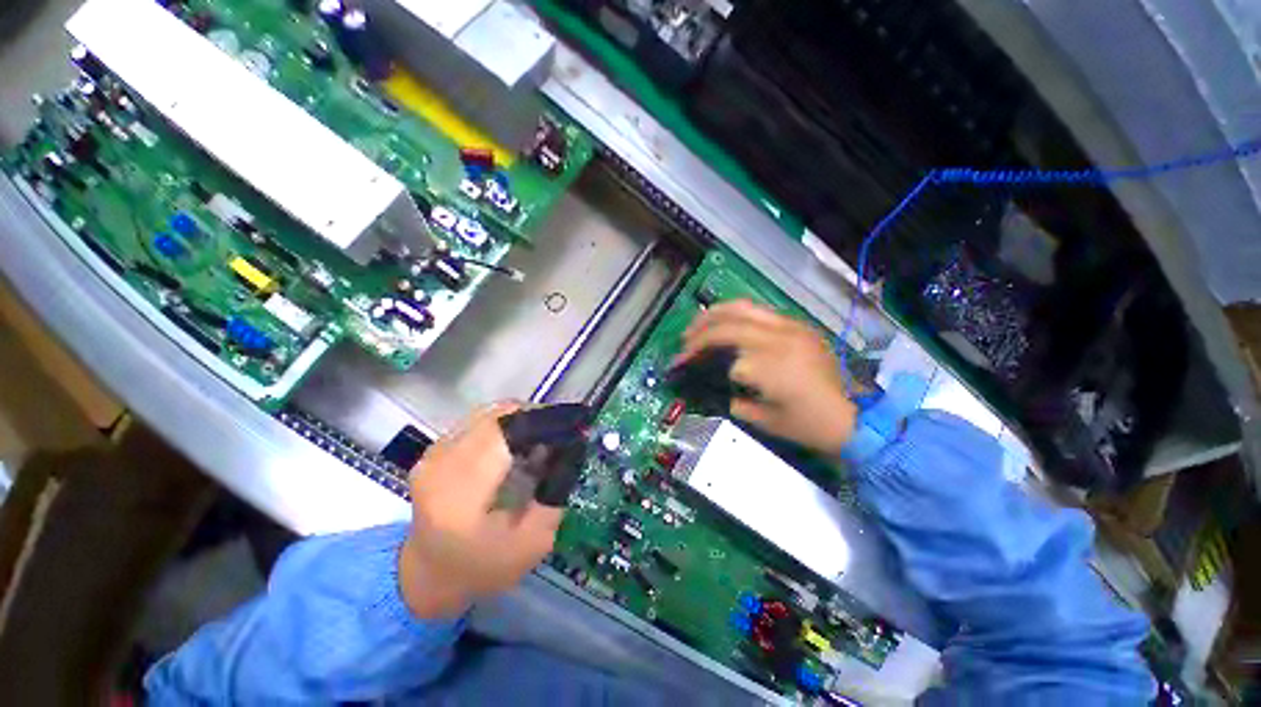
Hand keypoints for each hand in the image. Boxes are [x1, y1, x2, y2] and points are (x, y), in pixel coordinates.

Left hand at [399, 403, 562, 618]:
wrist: (427, 574)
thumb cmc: (483, 566)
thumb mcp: (533, 543)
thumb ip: (554, 497)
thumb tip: (569, 453)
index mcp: (462, 495)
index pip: (505, 434)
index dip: (542, 423)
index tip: (570, 428)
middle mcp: (442, 464)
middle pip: (499, 416)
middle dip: (536, 418)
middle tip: (560, 433)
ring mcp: (434, 453)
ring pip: (490, 413)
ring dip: (521, 419)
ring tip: (540, 437)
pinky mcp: (435, 448)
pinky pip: (479, 420)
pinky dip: (504, 424)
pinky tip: (516, 443)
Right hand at [674, 300, 857, 455]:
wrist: (855, 418)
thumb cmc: (807, 425)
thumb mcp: (764, 421)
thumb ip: (734, 401)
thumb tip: (719, 384)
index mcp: (770, 365)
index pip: (723, 354)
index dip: (698, 358)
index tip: (682, 364)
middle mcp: (779, 339)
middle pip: (729, 323)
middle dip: (700, 330)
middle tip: (684, 339)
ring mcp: (791, 328)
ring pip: (745, 307)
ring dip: (717, 313)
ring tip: (699, 322)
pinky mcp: (799, 326)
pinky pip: (762, 311)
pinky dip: (738, 314)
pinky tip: (727, 322)